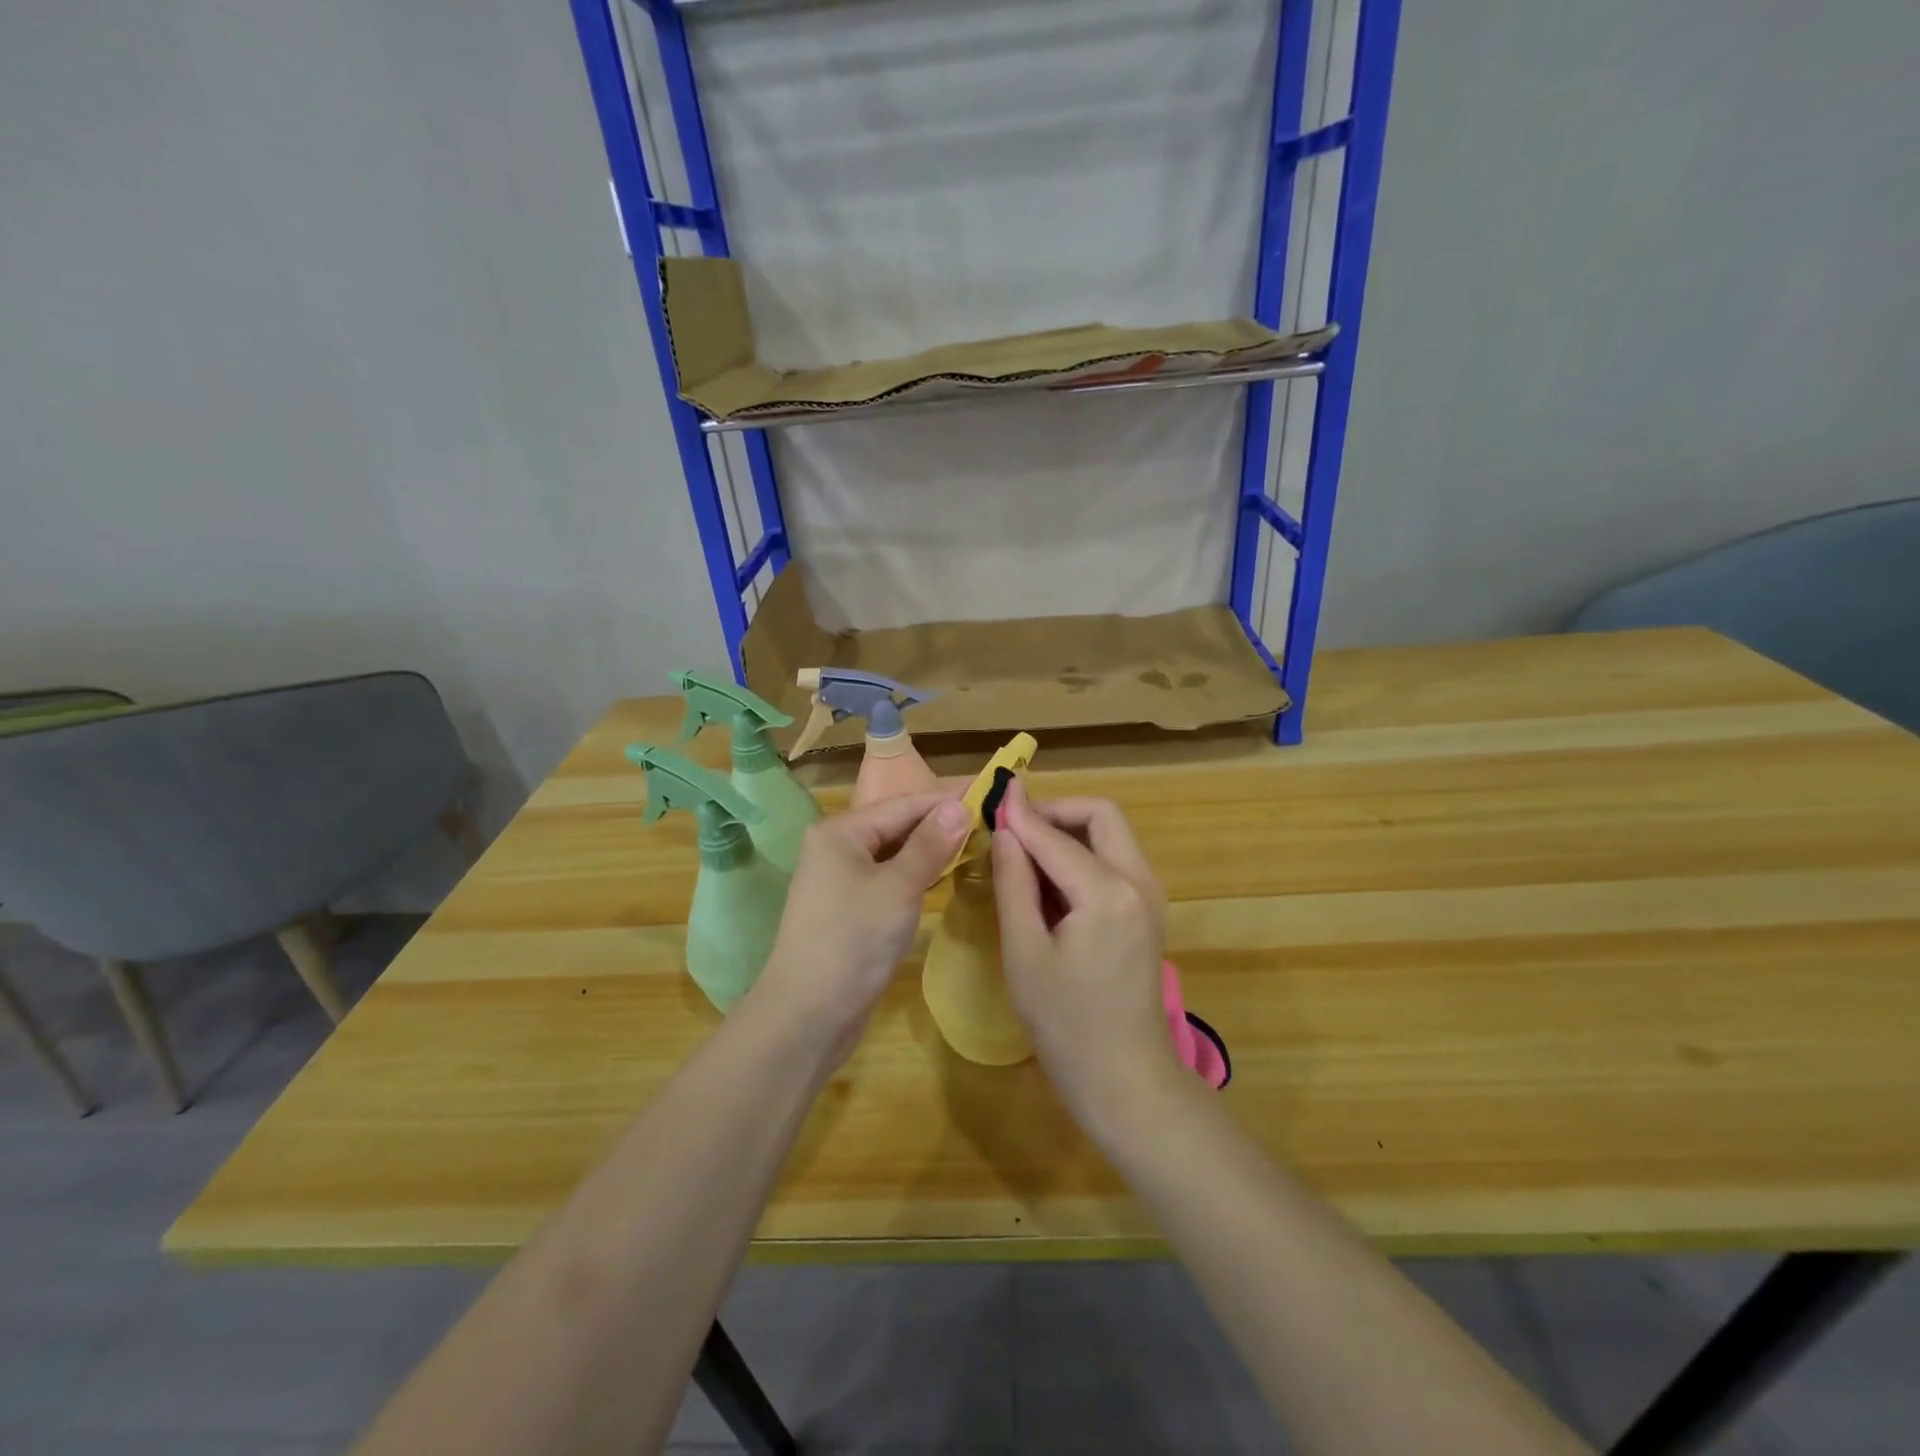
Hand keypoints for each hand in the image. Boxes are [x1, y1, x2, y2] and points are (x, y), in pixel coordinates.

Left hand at [753, 791, 970, 1062]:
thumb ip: (929, 844)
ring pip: (894, 853)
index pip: (904, 804)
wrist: (807, 1015)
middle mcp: (837, 846)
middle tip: (991, 819)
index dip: (948, 799)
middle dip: (941, 823)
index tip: (991, 792)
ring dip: (931, 848)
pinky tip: (944, 874)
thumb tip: (959, 806)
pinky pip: (889, 877)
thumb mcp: (898, 888)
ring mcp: (840, 878)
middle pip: (897, 824)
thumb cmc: (853, 941)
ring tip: (977, 842)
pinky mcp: (849, 907)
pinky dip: (916, 874)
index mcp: (841, 831)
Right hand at [991, 782, 1182, 1139]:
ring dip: (1070, 830)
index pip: (1055, 837)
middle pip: (1101, 815)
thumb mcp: (1025, 952)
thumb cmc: (1065, 1023)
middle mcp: (1139, 881)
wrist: (1124, 1078)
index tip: (992, 794)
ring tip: (1025, 851)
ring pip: (1111, 834)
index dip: (1020, 814)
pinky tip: (1050, 880)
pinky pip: (1115, 860)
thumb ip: (1013, 883)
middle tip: (1014, 826)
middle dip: (1056, 811)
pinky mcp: (1148, 911)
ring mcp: (1150, 895)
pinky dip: (1083, 854)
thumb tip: (1004, 831)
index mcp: (1107, 892)